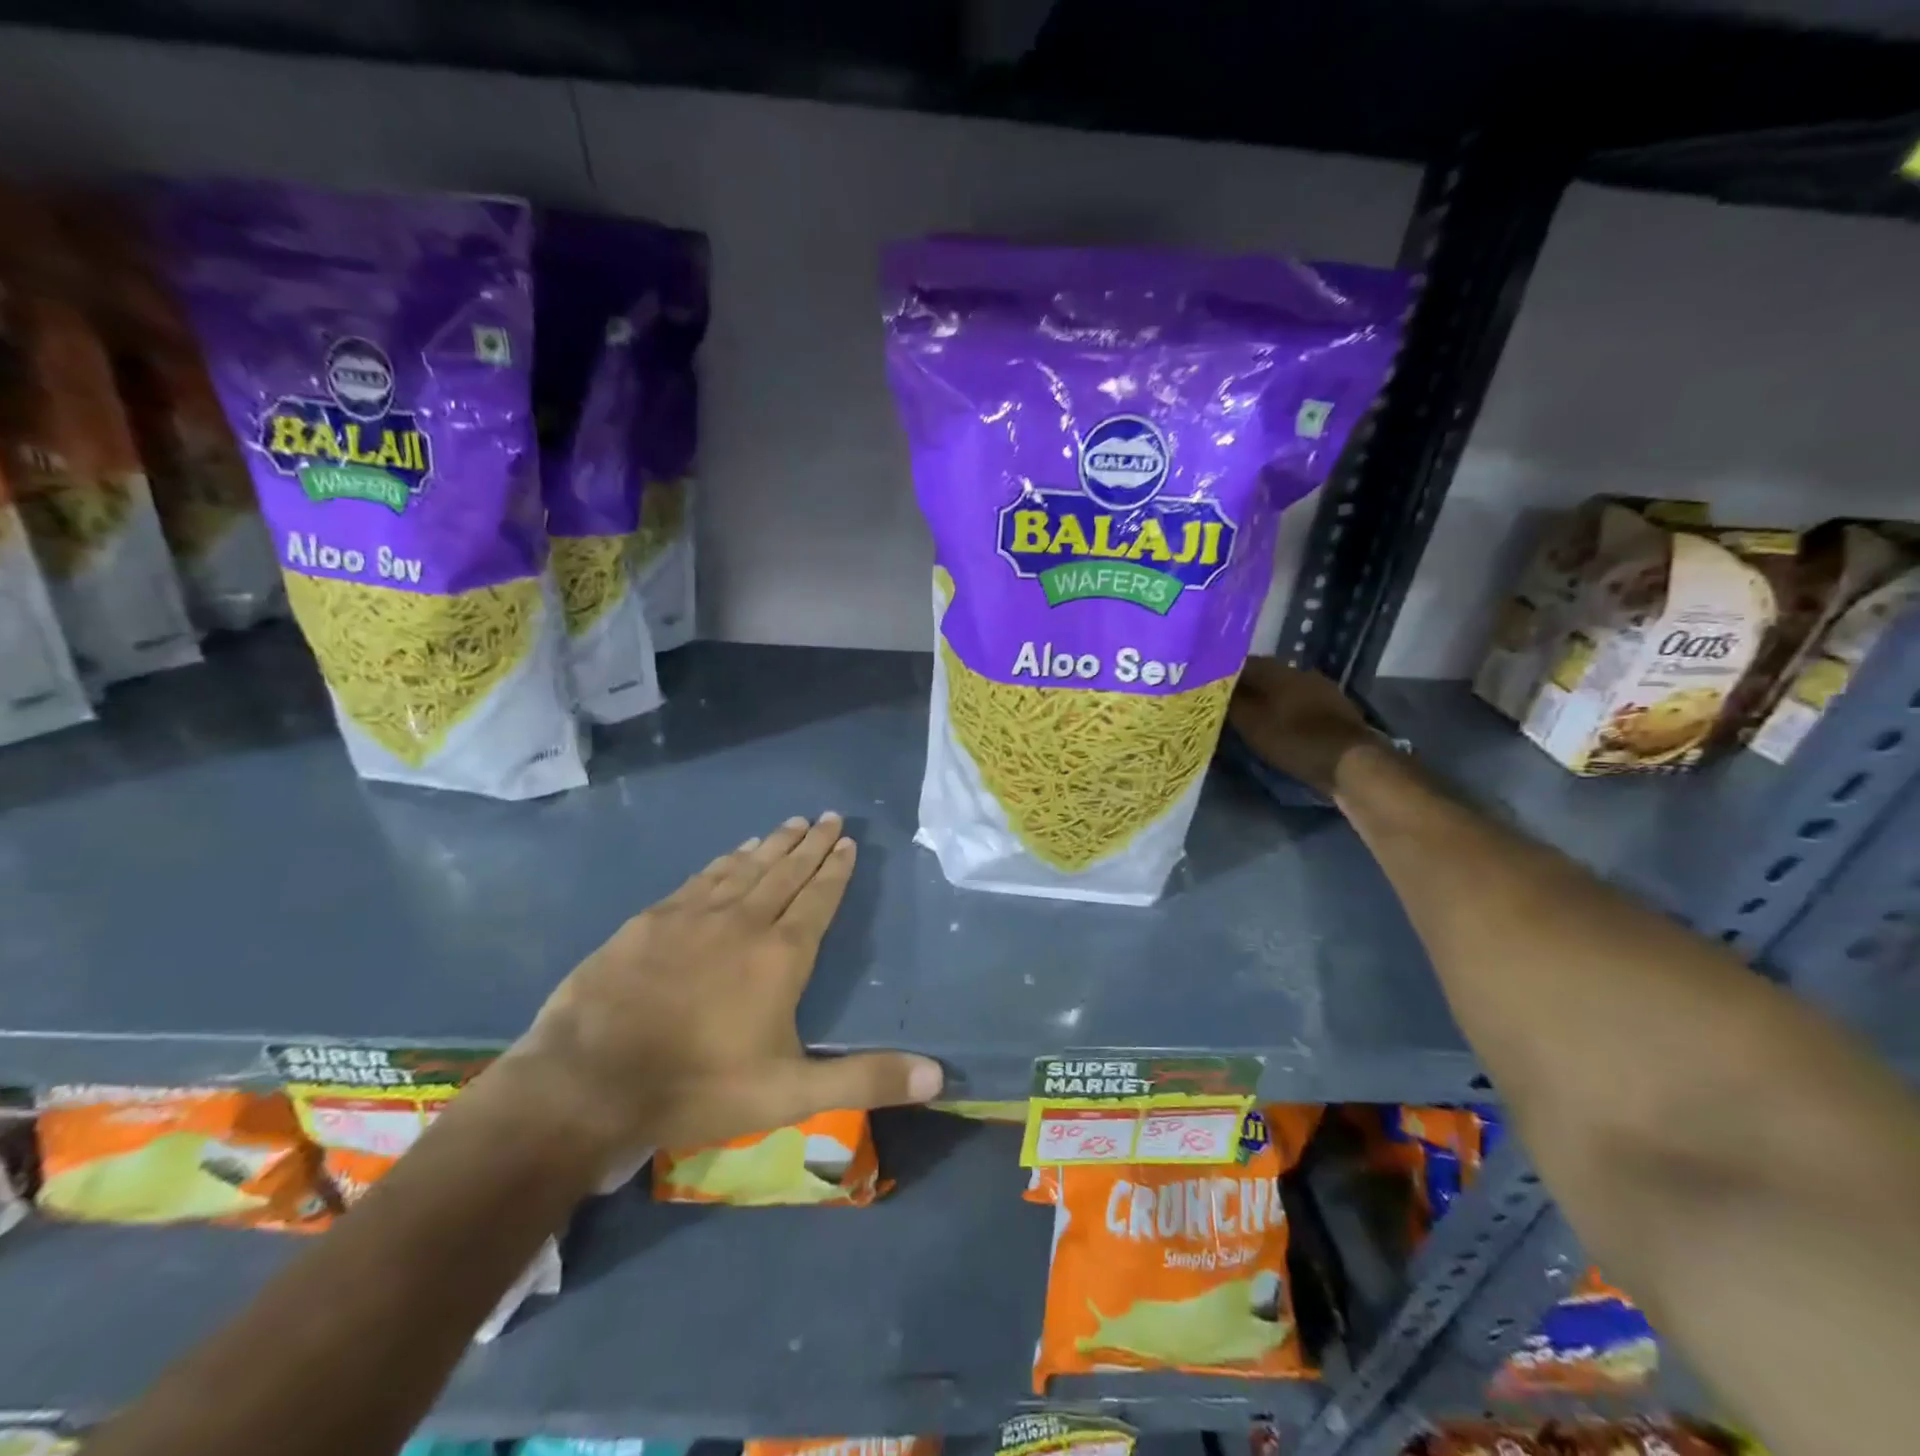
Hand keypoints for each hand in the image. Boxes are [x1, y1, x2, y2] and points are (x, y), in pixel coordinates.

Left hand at [493, 813, 943, 1179]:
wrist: (590, 1081)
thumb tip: (938, 1076)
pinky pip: (702, 878)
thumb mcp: (791, 1095)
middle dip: (812, 844)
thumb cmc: (700, 1087)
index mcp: (781, 955)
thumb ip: (865, 1080)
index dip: (836, 869)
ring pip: (746, 867)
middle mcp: (743, 921)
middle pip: (786, 871)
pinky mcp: (652, 919)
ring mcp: (694, 915)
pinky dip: (725, 861)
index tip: (848, 841)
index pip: (818, 898)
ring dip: (773, 844)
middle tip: (829, 816)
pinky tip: (733, 852)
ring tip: (792, 823)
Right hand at [1228, 658, 1377, 797]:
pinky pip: (1301, 704)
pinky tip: (1281, 725)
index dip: (1223, 676)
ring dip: (1269, 700)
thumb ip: (1231, 702)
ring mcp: (1321, 689)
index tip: (1210, 690)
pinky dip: (1287, 711)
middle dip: (1247, 688)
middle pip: (1265, 675)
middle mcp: (1300, 671)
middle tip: (1229, 706)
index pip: (1242, 663)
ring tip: (1253, 718)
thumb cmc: (1293, 739)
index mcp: (1277, 670)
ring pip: (1284, 689)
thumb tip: (1215, 688)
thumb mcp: (1251, 724)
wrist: (1350, 761)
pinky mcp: (1335, 709)